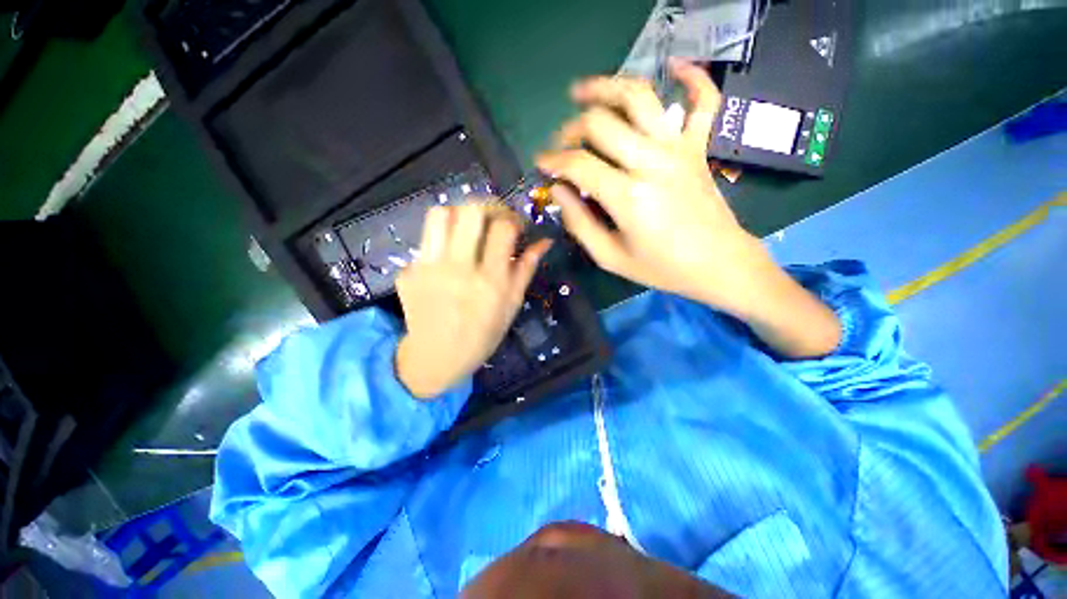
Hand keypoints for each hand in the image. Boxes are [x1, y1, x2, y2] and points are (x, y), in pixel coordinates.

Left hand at [395, 204, 551, 398]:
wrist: (436, 357)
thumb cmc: (482, 335)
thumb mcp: (511, 306)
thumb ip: (526, 270)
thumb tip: (544, 241)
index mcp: (491, 281)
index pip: (503, 229)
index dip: (512, 219)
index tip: (514, 227)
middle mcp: (459, 270)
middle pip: (470, 212)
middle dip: (487, 207)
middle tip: (491, 218)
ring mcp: (429, 269)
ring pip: (439, 215)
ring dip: (458, 215)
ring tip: (466, 228)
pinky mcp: (408, 272)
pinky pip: (425, 242)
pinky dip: (440, 243)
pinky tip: (445, 260)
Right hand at [536, 58, 767, 317]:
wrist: (717, 264)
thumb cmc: (661, 267)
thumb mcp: (610, 257)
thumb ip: (579, 224)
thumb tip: (558, 191)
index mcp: (627, 196)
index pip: (578, 164)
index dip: (552, 161)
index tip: (541, 164)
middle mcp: (651, 162)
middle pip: (601, 123)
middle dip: (571, 128)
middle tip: (561, 143)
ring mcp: (679, 149)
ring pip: (640, 97)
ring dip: (607, 87)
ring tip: (583, 91)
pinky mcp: (699, 147)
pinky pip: (704, 100)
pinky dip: (693, 77)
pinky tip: (675, 66)